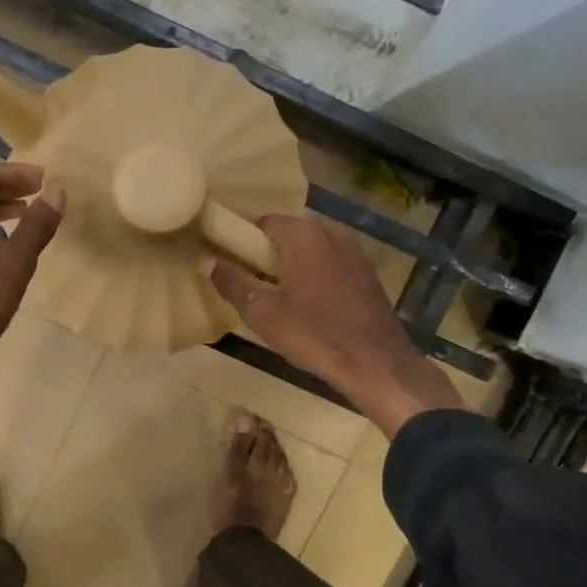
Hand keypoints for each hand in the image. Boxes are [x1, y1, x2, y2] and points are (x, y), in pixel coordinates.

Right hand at [209, 215, 462, 437]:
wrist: (376, 364)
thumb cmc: (314, 334)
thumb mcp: (263, 313)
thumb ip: (233, 283)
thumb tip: (210, 262)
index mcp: (304, 234)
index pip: (262, 222)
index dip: (243, 241)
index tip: (231, 263)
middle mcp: (331, 232)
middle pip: (288, 235)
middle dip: (267, 255)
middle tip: (251, 286)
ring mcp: (355, 252)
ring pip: (311, 252)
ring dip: (292, 267)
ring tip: (278, 299)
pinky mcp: (368, 274)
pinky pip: (331, 266)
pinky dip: (316, 278)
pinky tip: (309, 307)